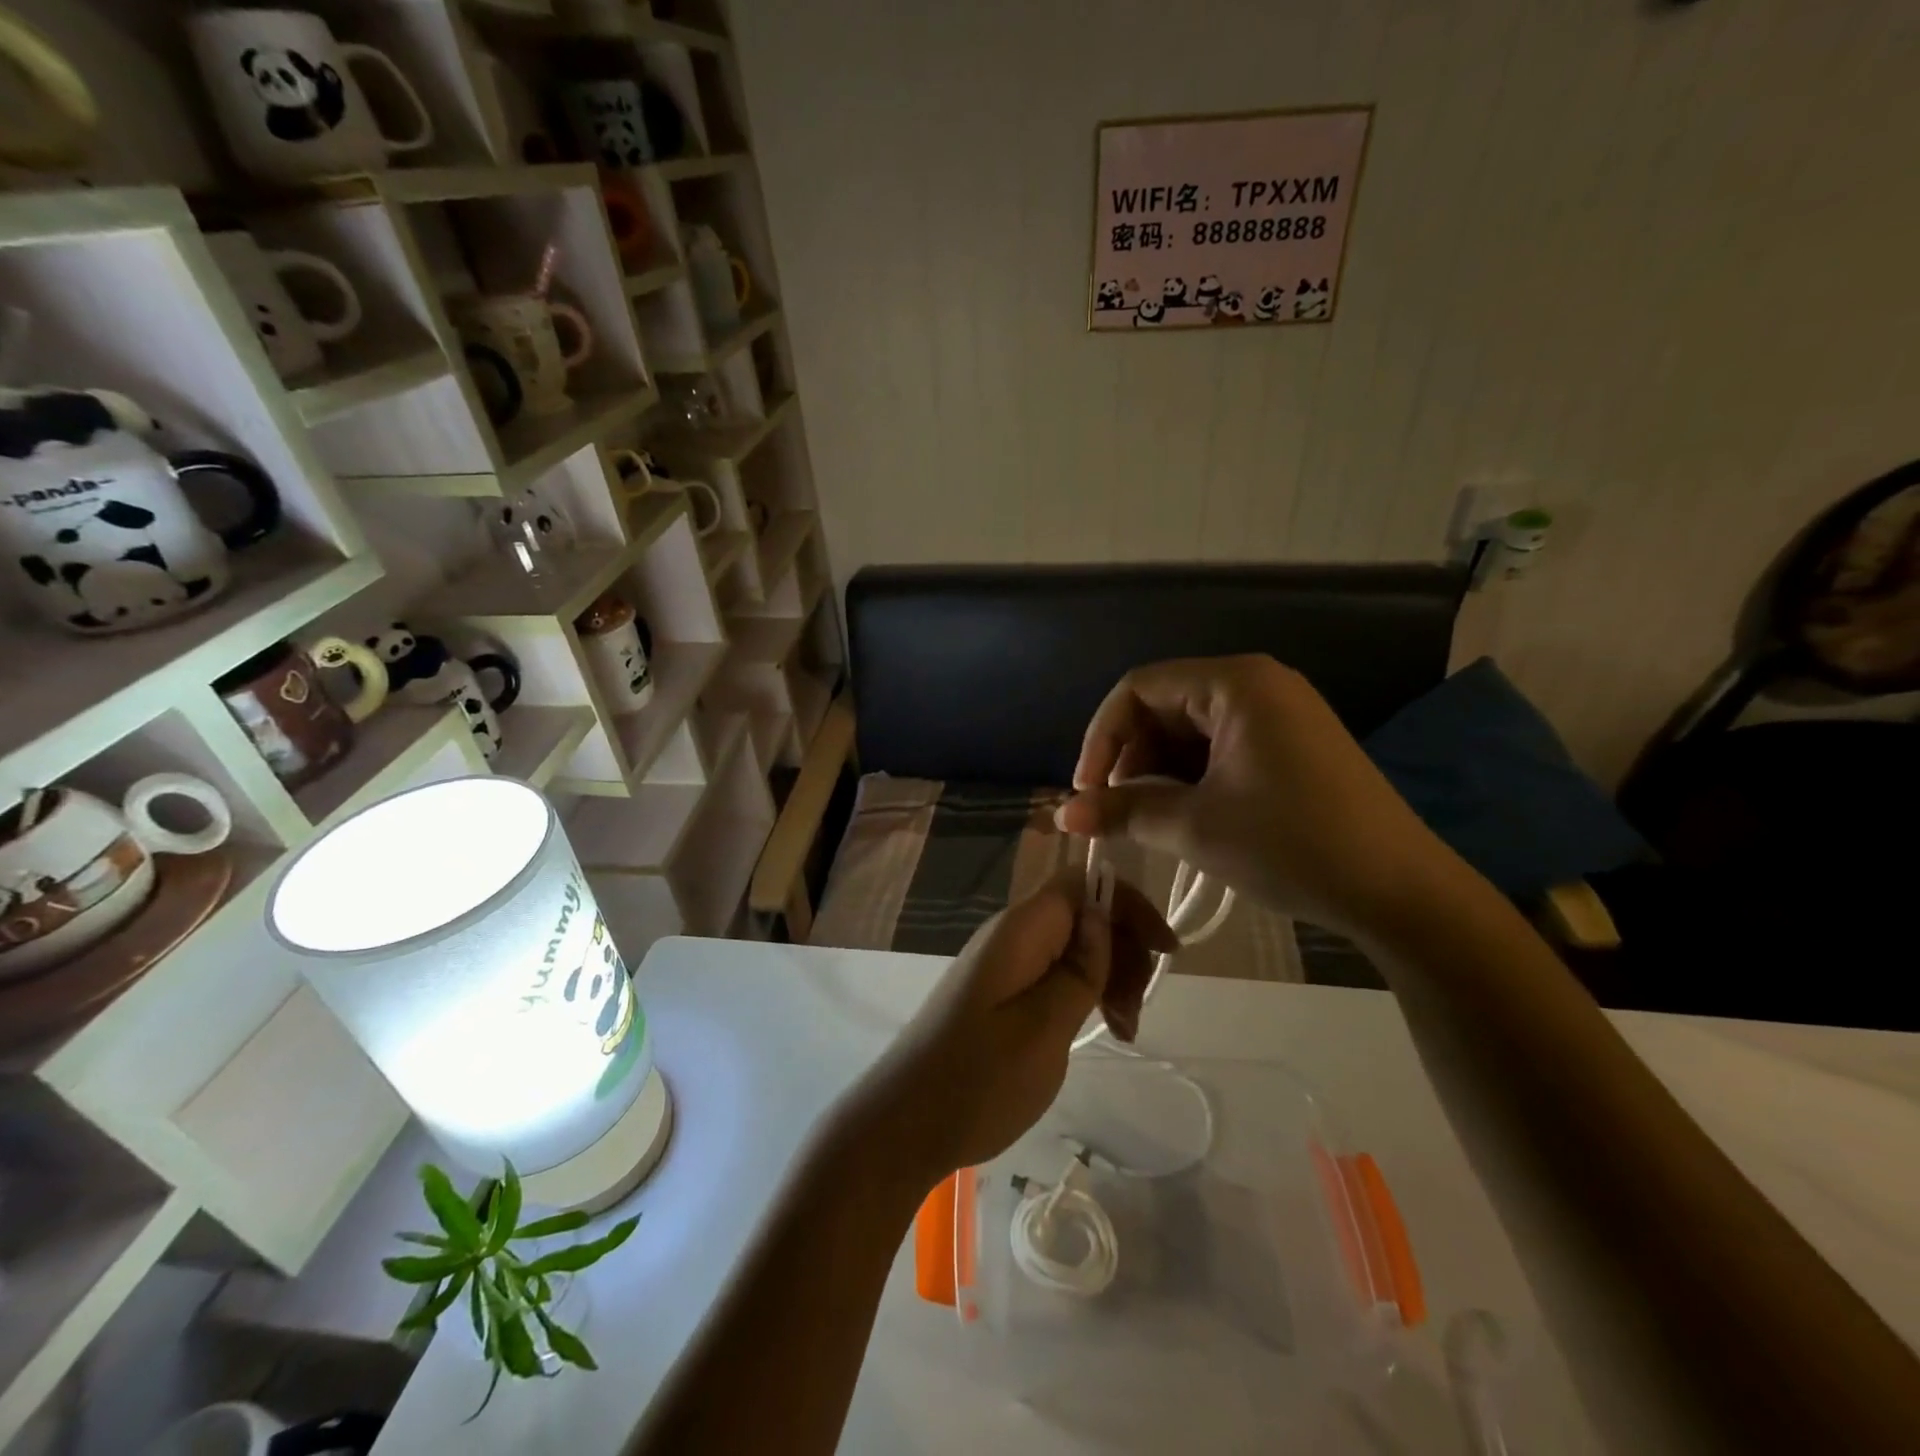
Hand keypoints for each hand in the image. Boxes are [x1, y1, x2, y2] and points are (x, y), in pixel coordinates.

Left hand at [846, 876, 1175, 1194]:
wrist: (904, 1123)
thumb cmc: (978, 1079)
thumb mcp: (1044, 1027)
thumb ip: (1079, 969)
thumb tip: (1103, 914)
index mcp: (1020, 930)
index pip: (1082, 883)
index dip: (1128, 905)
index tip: (1167, 951)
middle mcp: (1011, 935)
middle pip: (1082, 915)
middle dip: (1123, 951)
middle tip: (1136, 1013)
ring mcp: (1003, 964)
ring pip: (1072, 947)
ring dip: (1108, 977)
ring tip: (1124, 1031)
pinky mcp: (999, 992)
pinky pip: (1053, 973)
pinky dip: (1084, 994)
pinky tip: (1099, 1029)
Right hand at [1056, 655, 1449, 935]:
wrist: (1401, 892)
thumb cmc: (1292, 845)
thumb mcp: (1196, 827)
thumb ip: (1123, 811)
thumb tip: (1063, 814)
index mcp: (1236, 683)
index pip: (1139, 688)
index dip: (1102, 737)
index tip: (1086, 791)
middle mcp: (1258, 684)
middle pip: (1164, 705)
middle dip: (1129, 756)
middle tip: (1113, 810)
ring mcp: (1279, 714)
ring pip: (1190, 729)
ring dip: (1157, 770)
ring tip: (1144, 818)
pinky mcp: (1290, 745)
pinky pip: (1221, 747)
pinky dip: (1190, 777)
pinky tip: (1181, 814)